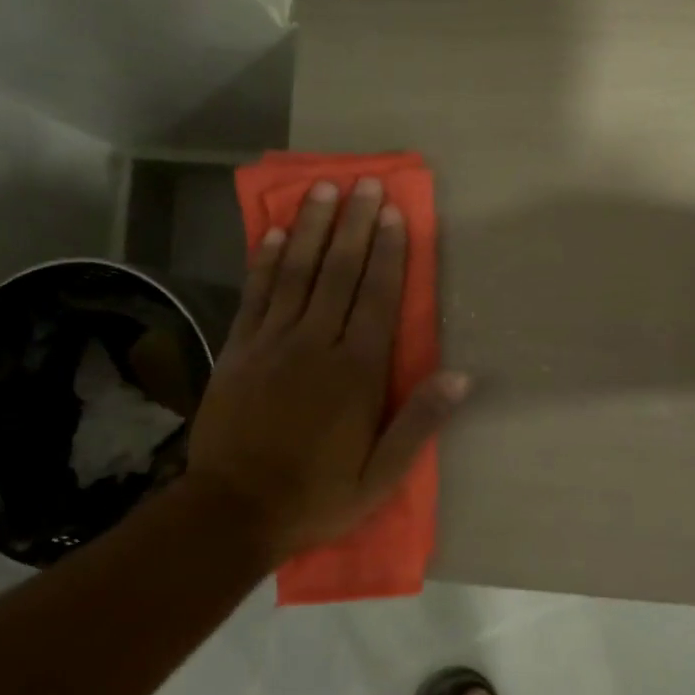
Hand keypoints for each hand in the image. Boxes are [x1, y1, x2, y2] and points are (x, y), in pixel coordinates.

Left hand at [185, 178, 466, 563]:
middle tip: (363, 183)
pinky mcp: (238, 350)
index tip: (393, 213)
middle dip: (354, 225)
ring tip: (322, 189)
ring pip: (296, 273)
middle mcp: (316, 344)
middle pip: (339, 273)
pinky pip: (255, 295)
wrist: (232, 511)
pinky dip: (264, 261)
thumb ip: (419, 423)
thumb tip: (461, 377)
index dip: (388, 252)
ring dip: (310, 228)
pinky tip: (271, 232)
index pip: (378, 298)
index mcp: (356, 372)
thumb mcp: (380, 476)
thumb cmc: (316, 495)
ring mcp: (272, 343)